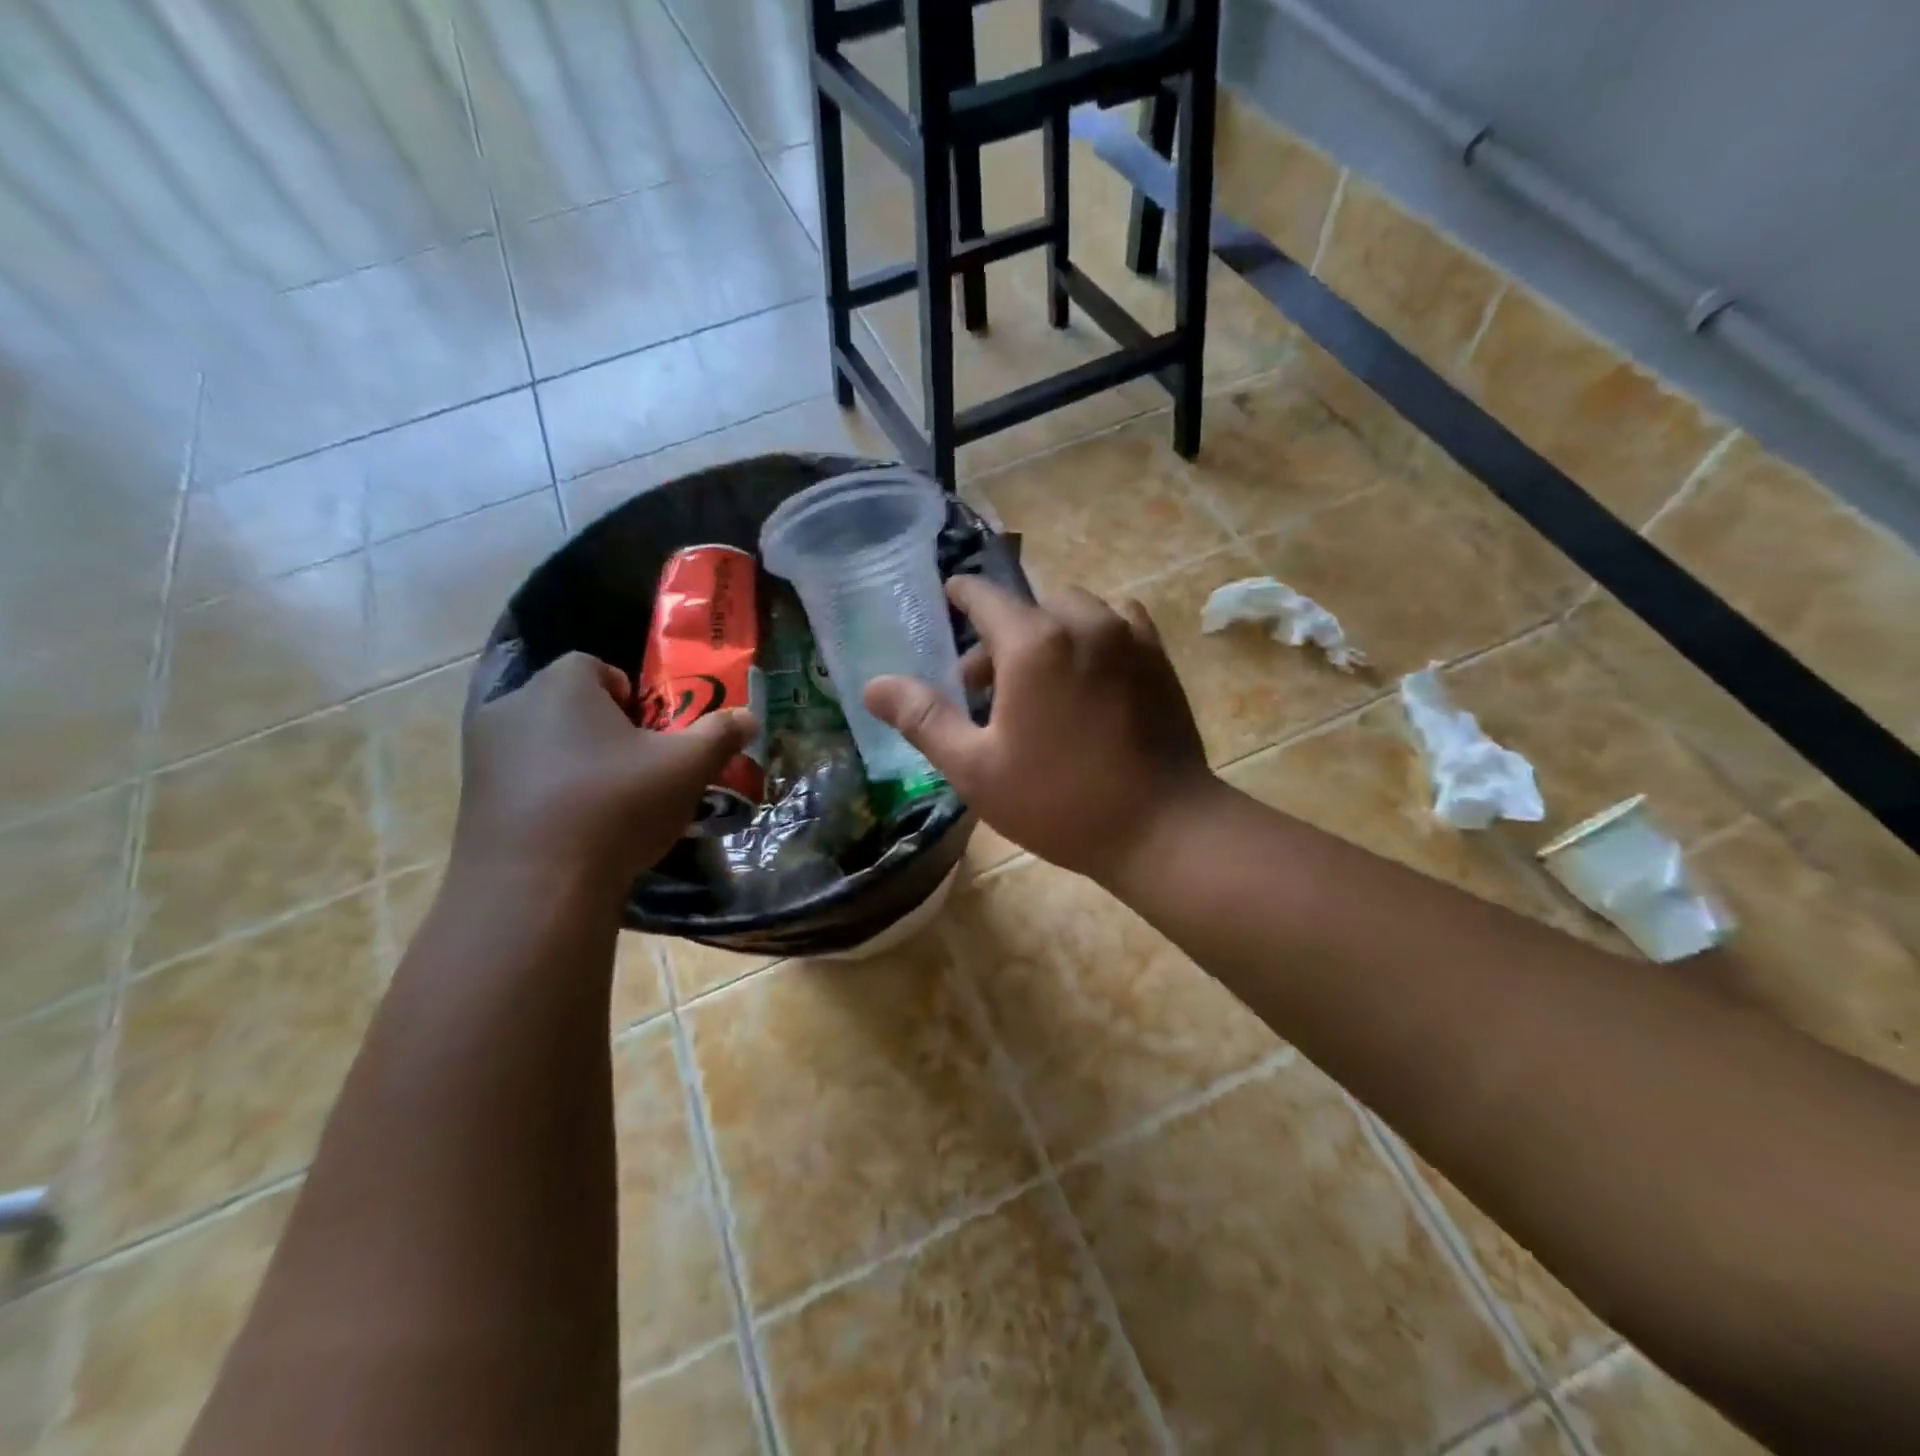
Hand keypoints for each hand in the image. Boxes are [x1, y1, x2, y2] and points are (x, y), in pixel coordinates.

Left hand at [455, 652, 757, 893]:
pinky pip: (520, 780)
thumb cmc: (617, 806)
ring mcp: (483, 754)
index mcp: (562, 685)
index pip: (595, 665)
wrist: (536, 887)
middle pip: (568, 704)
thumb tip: (750, 717)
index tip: (651, 733)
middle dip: (602, 729)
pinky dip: (547, 793)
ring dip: (573, 761)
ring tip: (607, 802)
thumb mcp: (687, 768)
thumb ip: (719, 735)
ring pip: (542, 743)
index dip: (629, 695)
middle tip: (637, 767)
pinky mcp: (471, 799)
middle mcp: (512, 706)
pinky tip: (574, 830)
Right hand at [864, 577, 1215, 883]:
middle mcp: (1083, 622)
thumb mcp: (976, 769)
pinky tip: (1090, 674)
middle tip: (985, 687)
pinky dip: (1093, 635)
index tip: (949, 597)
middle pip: (1028, 608)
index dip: (961, 594)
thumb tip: (873, 685)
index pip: (984, 596)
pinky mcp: (1158, 658)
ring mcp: (1128, 636)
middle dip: (999, 636)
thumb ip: (924, 720)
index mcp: (1033, 643)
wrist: (1161, 828)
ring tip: (1039, 681)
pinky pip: (1118, 623)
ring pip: (1074, 612)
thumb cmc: (1059, 802)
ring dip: (1048, 633)